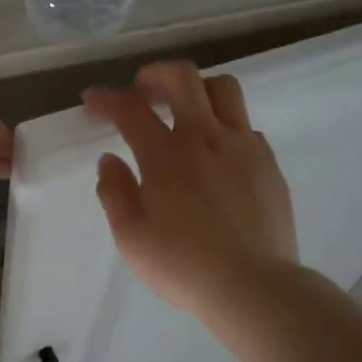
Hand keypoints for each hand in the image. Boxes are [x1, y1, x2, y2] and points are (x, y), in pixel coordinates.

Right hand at [83, 62, 297, 315]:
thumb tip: (110, 160)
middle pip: (182, 77)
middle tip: (141, 92)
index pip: (130, 108)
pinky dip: (224, 125)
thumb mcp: (131, 237)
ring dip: (196, 89)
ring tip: (183, 111)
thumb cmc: (183, 266)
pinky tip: (216, 153)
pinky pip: (245, 125)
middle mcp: (205, 137)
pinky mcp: (268, 163)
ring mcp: (243, 146)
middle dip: (154, 75)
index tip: (92, 102)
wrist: (253, 287)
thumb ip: (115, 192)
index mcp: (166, 155)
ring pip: (222, 88)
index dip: (106, 99)